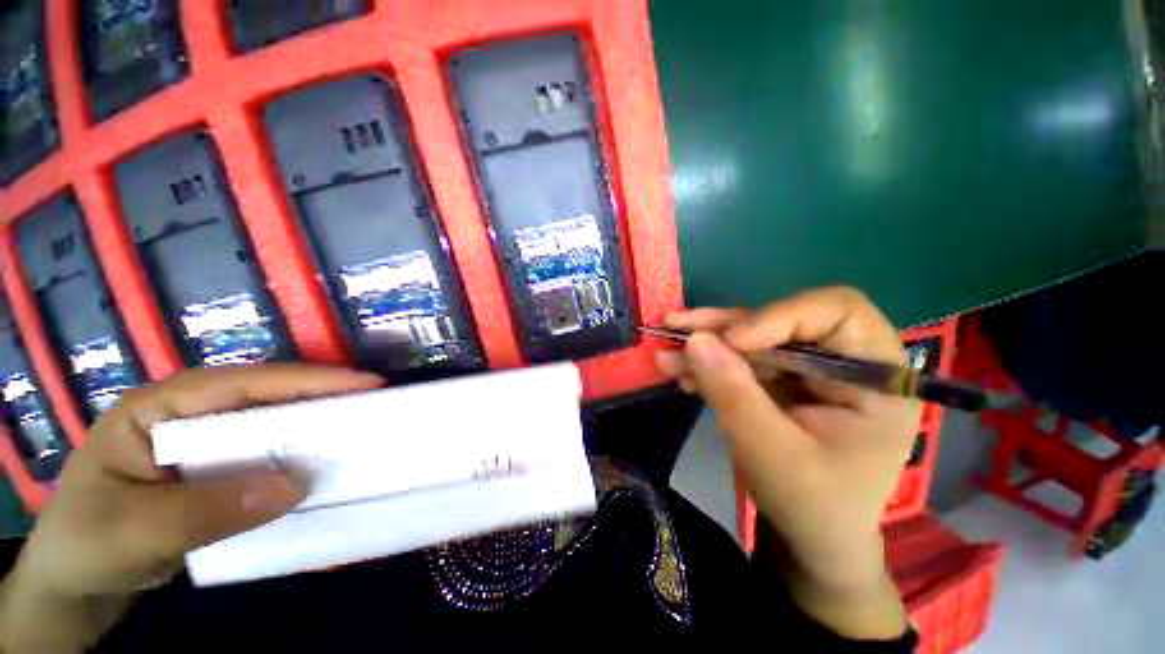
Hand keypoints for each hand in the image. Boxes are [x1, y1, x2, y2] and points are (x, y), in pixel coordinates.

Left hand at [0, 364, 382, 651]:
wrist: (71, 587)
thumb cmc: (85, 546)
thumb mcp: (135, 530)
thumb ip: (210, 508)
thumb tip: (296, 483)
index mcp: (160, 407)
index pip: (245, 382)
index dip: (309, 380)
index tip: (367, 383)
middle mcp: (188, 416)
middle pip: (266, 398)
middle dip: (320, 398)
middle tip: (375, 404)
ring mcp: (202, 446)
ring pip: (269, 428)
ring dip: (312, 431)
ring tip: (358, 432)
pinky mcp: (214, 475)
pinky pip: (264, 461)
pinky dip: (294, 463)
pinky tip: (318, 472)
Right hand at [655, 287, 918, 637]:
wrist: (811, 539)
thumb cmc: (812, 506)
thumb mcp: (772, 453)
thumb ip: (734, 394)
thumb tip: (695, 340)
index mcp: (876, 377)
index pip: (837, 312)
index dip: (780, 316)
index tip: (730, 341)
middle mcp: (844, 361)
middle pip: (781, 320)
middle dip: (724, 327)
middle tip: (676, 328)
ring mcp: (807, 369)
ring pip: (752, 336)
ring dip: (706, 342)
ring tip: (666, 350)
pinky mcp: (779, 379)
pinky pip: (739, 358)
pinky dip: (707, 363)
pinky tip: (680, 372)